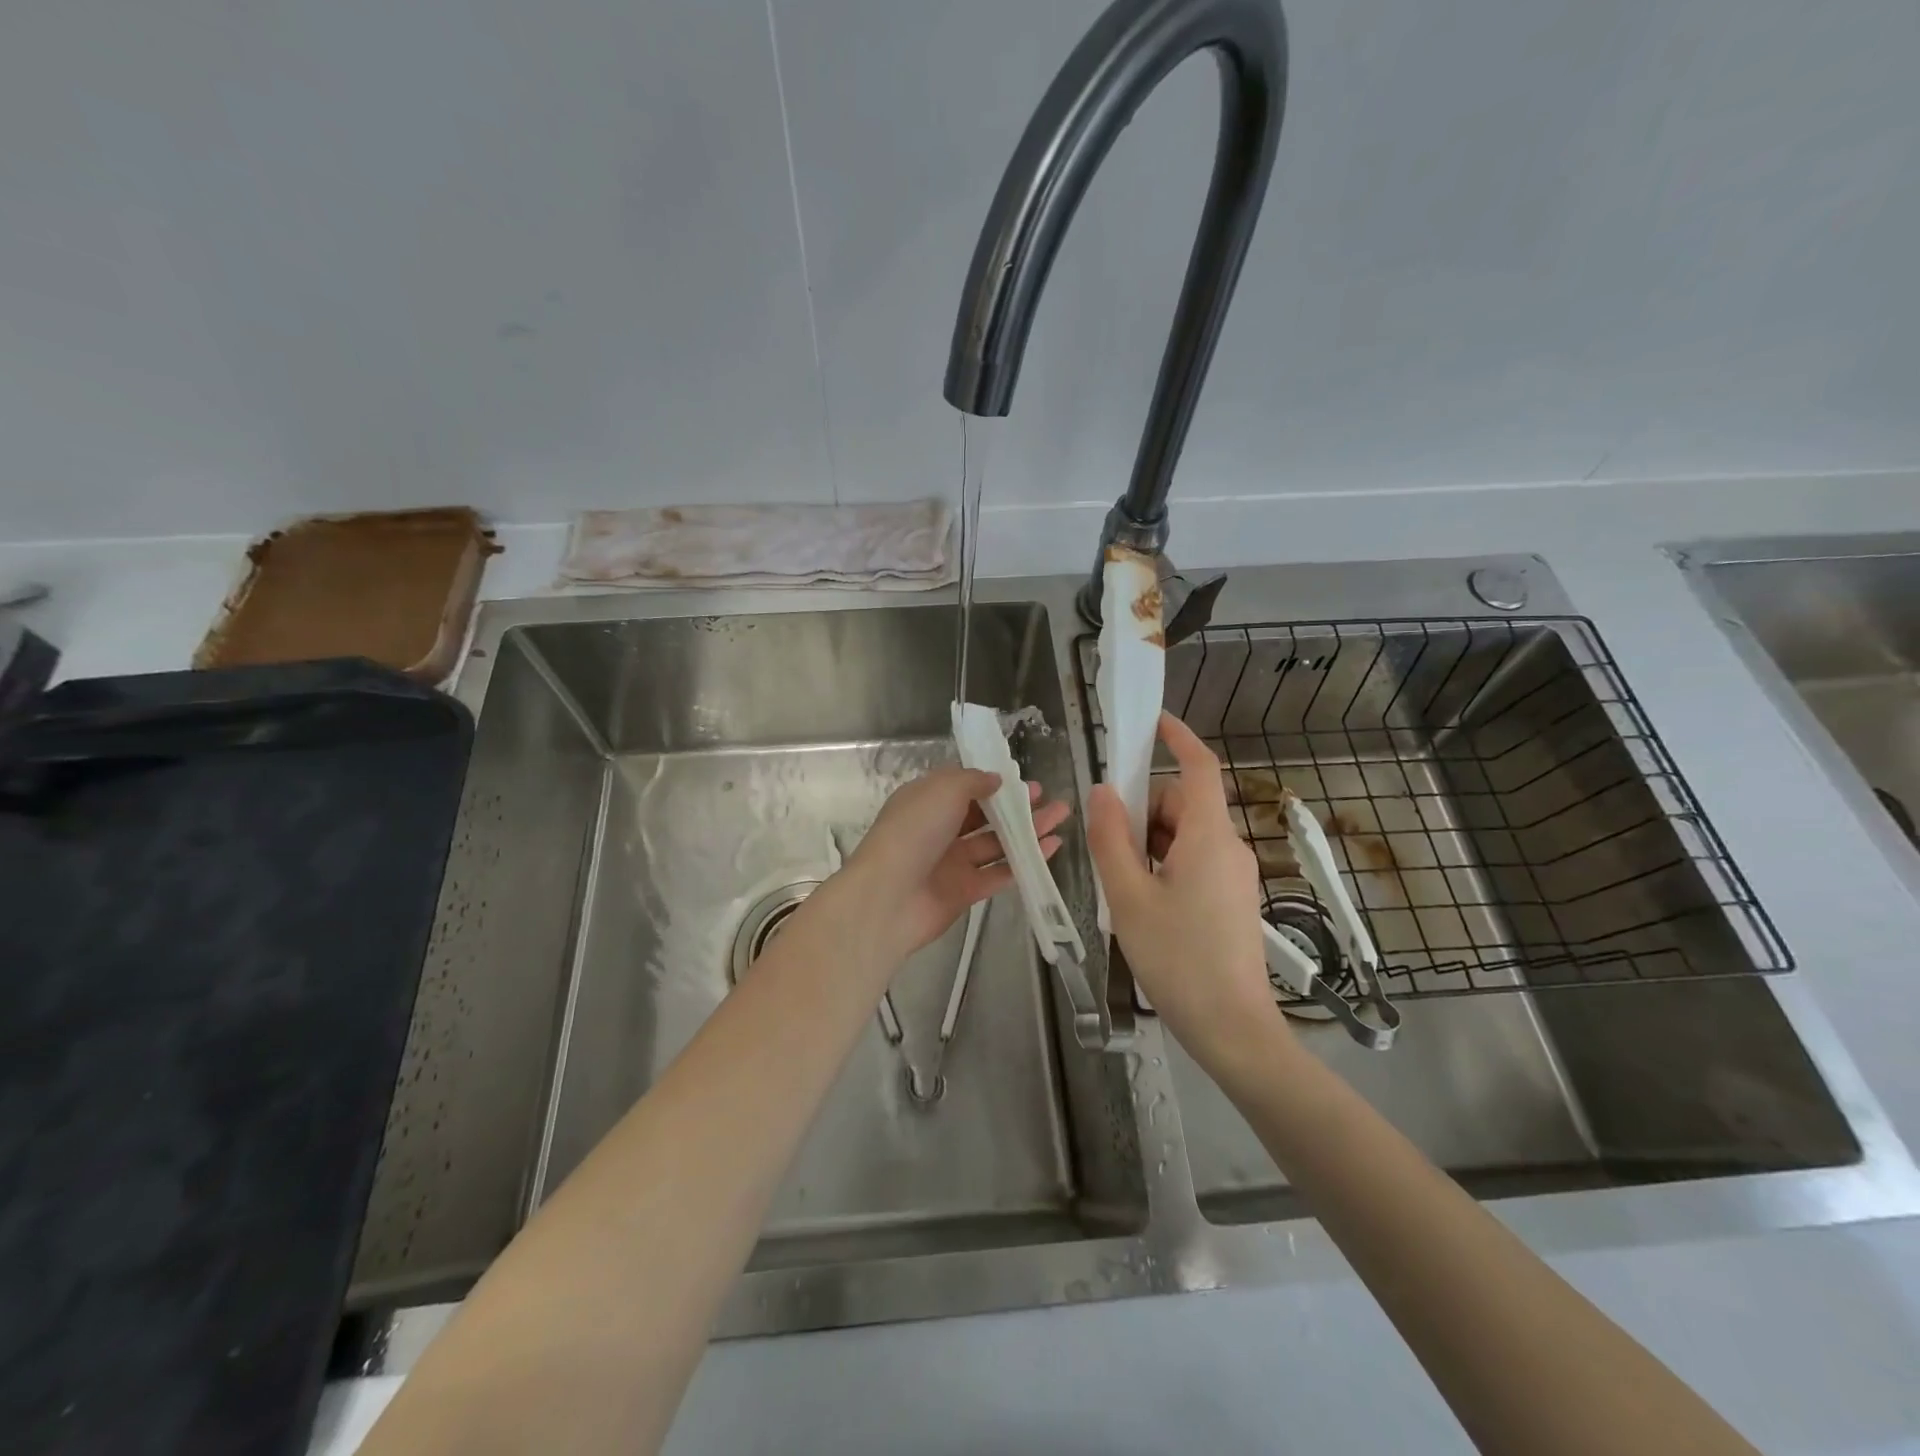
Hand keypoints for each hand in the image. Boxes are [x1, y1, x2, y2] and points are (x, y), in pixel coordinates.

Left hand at [841, 767, 1069, 962]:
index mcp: (927, 801)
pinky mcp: (965, 891)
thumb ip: (972, 781)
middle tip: (1050, 799)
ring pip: (996, 843)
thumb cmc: (914, 832)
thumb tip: (995, 780)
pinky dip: (1024, 861)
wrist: (889, 898)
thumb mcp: (943, 790)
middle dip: (1017, 807)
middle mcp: (939, 829)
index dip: (994, 783)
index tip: (1024, 781)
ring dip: (1028, 831)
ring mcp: (952, 862)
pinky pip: (999, 873)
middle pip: (985, 815)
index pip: (964, 787)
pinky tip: (1051, 849)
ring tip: (1061, 818)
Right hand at [1087, 712, 1285, 1072]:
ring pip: (1185, 835)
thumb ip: (1110, 839)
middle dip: (1142, 813)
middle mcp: (1228, 847)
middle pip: (1182, 804)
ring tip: (1124, 890)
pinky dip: (1164, 866)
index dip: (1178, 738)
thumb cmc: (1176, 958)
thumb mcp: (1128, 897)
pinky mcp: (1233, 899)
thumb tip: (1102, 792)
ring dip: (1149, 844)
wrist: (1232, 1029)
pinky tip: (1145, 906)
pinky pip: (1194, 861)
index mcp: (1209, 837)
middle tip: (1110, 853)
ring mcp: (1235, 875)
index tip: (1152, 723)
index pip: (1199, 768)